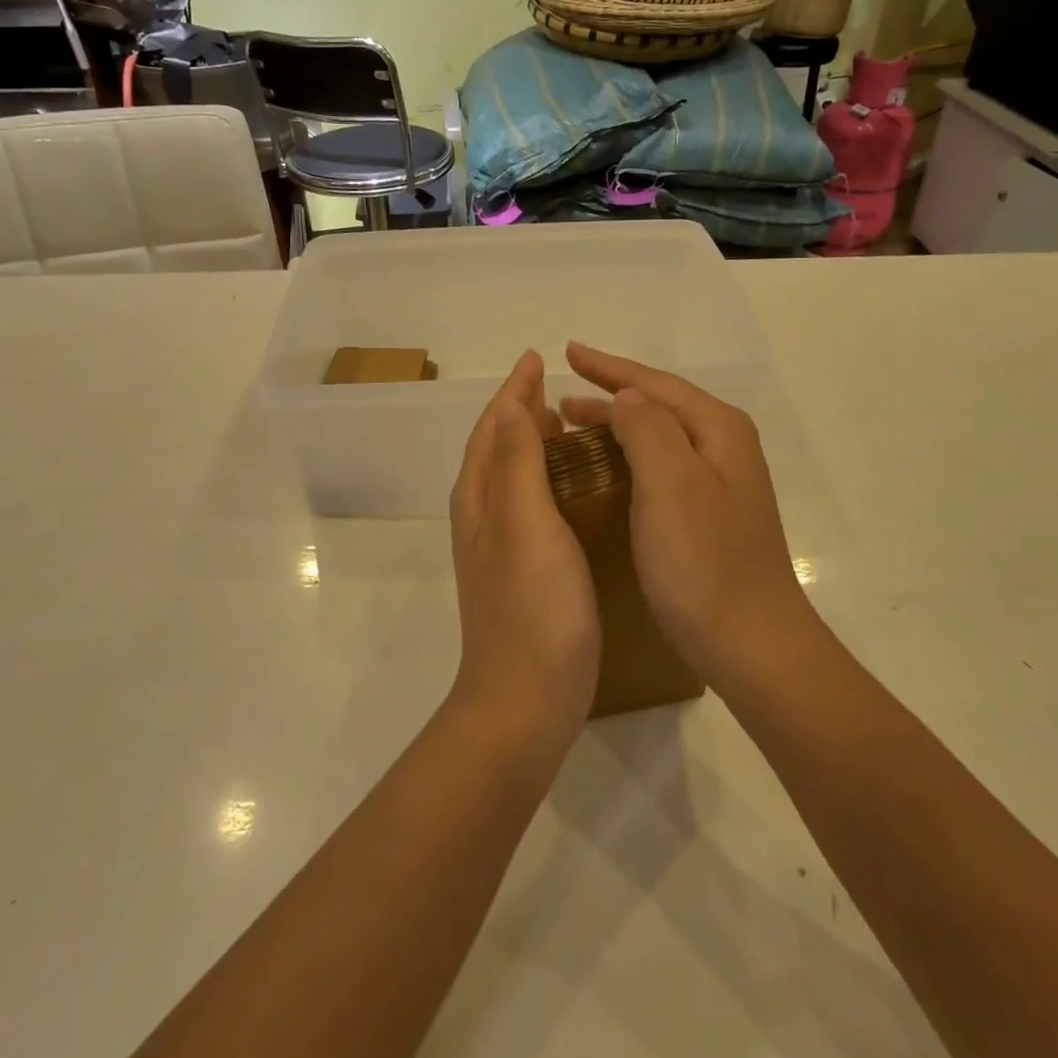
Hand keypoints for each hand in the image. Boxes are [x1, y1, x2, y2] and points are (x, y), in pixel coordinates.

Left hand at [448, 351, 599, 742]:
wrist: (526, 699)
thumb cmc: (532, 608)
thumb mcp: (524, 524)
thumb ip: (516, 461)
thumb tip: (510, 401)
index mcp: (481, 498)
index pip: (493, 427)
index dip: (514, 392)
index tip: (536, 358)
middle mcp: (483, 516)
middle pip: (497, 448)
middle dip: (521, 412)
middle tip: (559, 389)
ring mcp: (501, 547)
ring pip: (513, 476)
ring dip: (534, 444)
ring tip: (570, 426)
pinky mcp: (524, 571)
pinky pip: (532, 505)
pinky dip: (547, 480)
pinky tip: (577, 488)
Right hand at [560, 343, 815, 684]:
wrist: (750, 643)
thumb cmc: (704, 562)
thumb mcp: (670, 483)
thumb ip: (646, 428)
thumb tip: (626, 397)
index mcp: (718, 430)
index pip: (655, 384)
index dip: (609, 368)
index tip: (567, 352)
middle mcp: (724, 448)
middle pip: (659, 406)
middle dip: (610, 396)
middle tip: (560, 401)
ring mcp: (720, 485)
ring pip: (659, 438)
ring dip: (617, 427)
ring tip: (574, 429)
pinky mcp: (710, 517)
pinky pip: (661, 469)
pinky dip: (629, 459)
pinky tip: (608, 474)